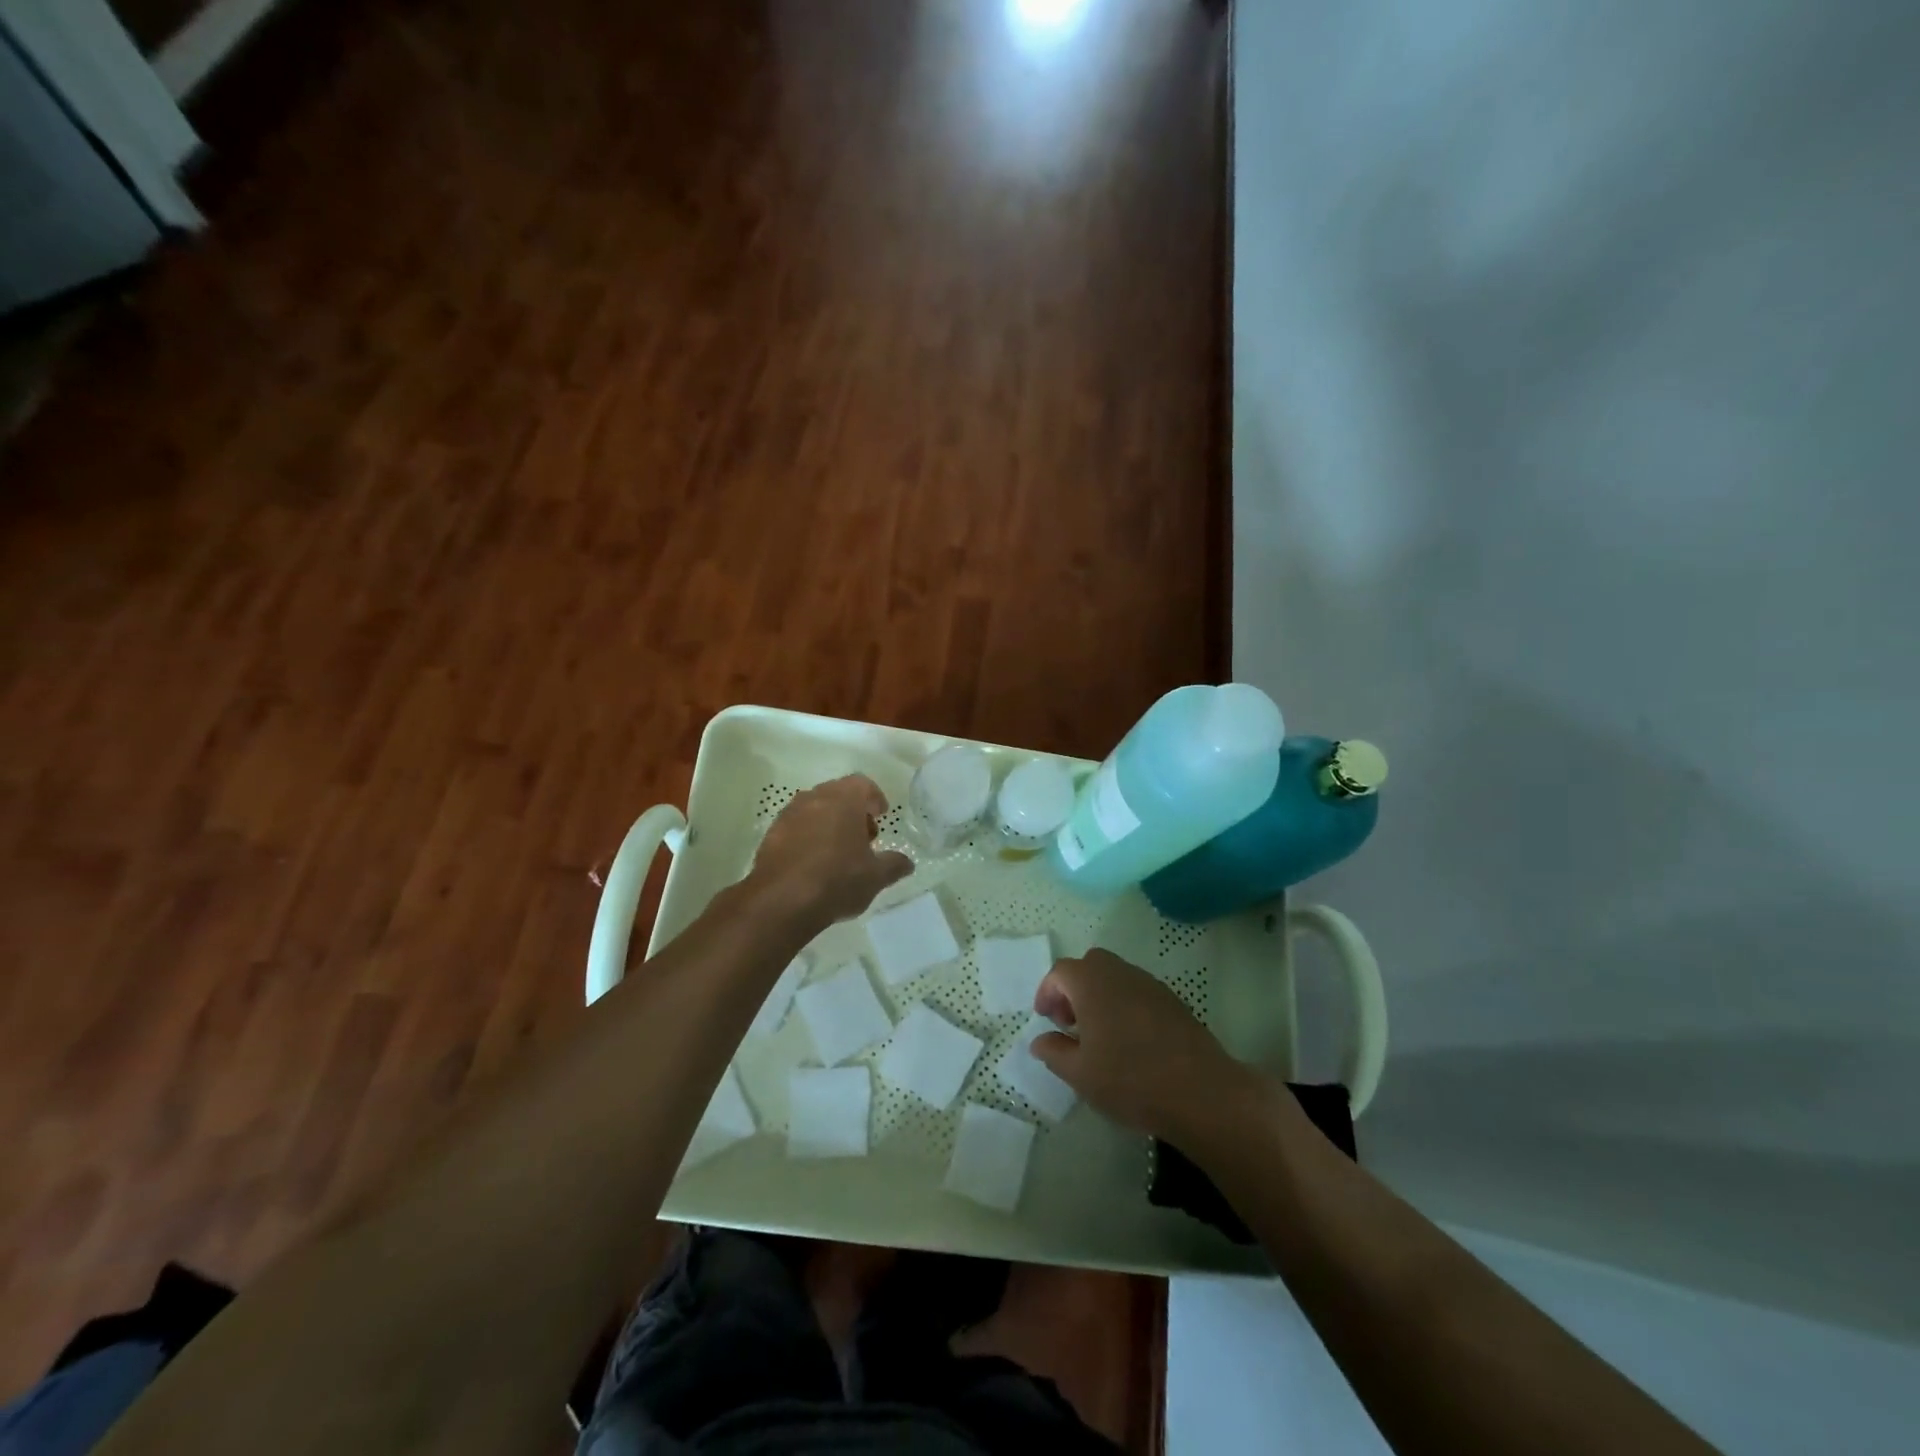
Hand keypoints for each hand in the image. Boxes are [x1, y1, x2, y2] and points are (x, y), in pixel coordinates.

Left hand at [750, 774, 913, 927]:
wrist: (781, 902)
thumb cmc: (837, 880)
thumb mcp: (875, 876)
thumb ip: (894, 865)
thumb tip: (907, 863)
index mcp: (843, 799)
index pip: (862, 784)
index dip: (874, 798)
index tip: (881, 815)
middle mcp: (814, 798)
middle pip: (838, 794)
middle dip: (853, 810)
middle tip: (865, 835)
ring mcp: (789, 814)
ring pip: (815, 809)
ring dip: (830, 822)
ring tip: (840, 851)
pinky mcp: (771, 834)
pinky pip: (797, 826)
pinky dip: (809, 835)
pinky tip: (815, 862)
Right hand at [1030, 949, 1254, 1143]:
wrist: (1201, 1092)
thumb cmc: (1131, 1080)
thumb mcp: (1080, 1074)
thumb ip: (1054, 1052)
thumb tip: (1040, 1040)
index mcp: (1092, 984)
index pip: (1060, 972)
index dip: (1047, 992)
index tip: (1046, 1019)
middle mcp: (1121, 973)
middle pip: (1090, 965)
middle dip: (1074, 988)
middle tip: (1070, 1023)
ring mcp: (1151, 984)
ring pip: (1116, 975)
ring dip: (1100, 995)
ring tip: (1099, 1034)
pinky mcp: (1174, 1001)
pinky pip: (1138, 990)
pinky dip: (1124, 1004)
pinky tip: (1130, 1041)